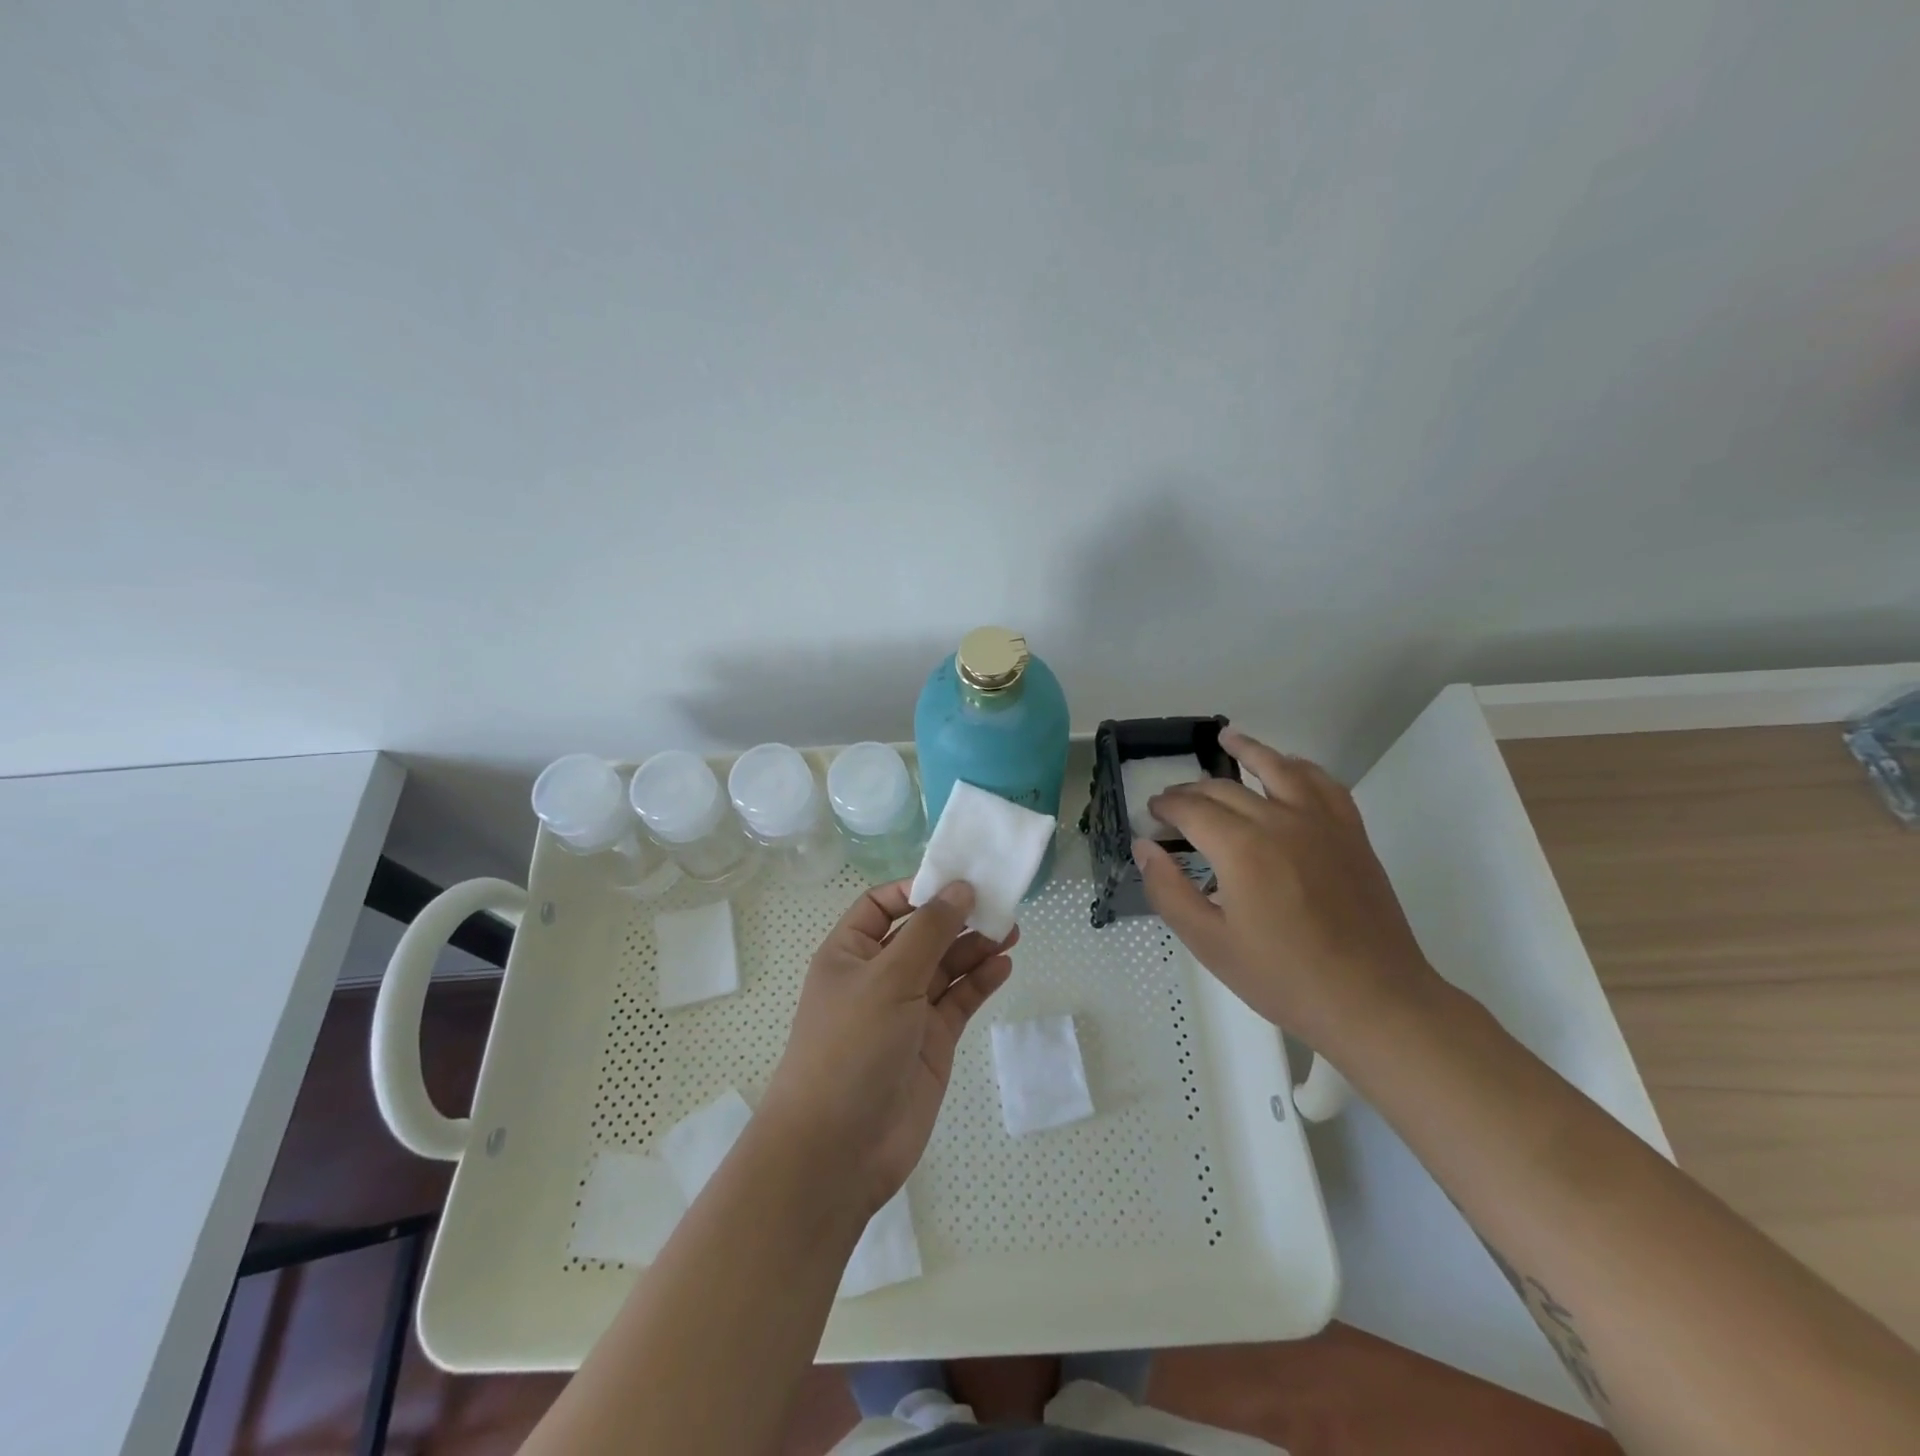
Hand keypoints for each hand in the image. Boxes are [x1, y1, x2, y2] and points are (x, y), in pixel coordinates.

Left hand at [762, 880, 1014, 1214]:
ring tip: (1011, 930)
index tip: (957, 881)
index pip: (882, 905)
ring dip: (974, 947)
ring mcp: (906, 1011)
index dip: (917, 890)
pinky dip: (980, 982)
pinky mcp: (931, 1043)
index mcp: (849, 953)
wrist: (837, 1150)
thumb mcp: (888, 977)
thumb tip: (960, 888)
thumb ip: (929, 931)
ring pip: (945, 967)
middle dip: (956, 917)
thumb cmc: (851, 1047)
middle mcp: (877, 976)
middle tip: (999, 903)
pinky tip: (1003, 965)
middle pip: (921, 933)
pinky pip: (959, 1001)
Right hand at [1135, 728, 1437, 1050]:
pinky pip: (1324, 784)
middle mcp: (1279, 821)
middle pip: (1225, 789)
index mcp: (1241, 848)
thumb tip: (1144, 846)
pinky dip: (1301, 767)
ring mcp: (1321, 823)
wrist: (1372, 1000)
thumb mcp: (1209, 943)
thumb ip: (1169, 890)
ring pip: (1278, 769)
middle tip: (1173, 801)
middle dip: (1192, 790)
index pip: (1192, 810)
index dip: (1166, 807)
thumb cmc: (1283, 977)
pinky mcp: (1350, 834)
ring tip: (1227, 737)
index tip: (1151, 814)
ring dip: (1248, 750)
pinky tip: (1290, 766)